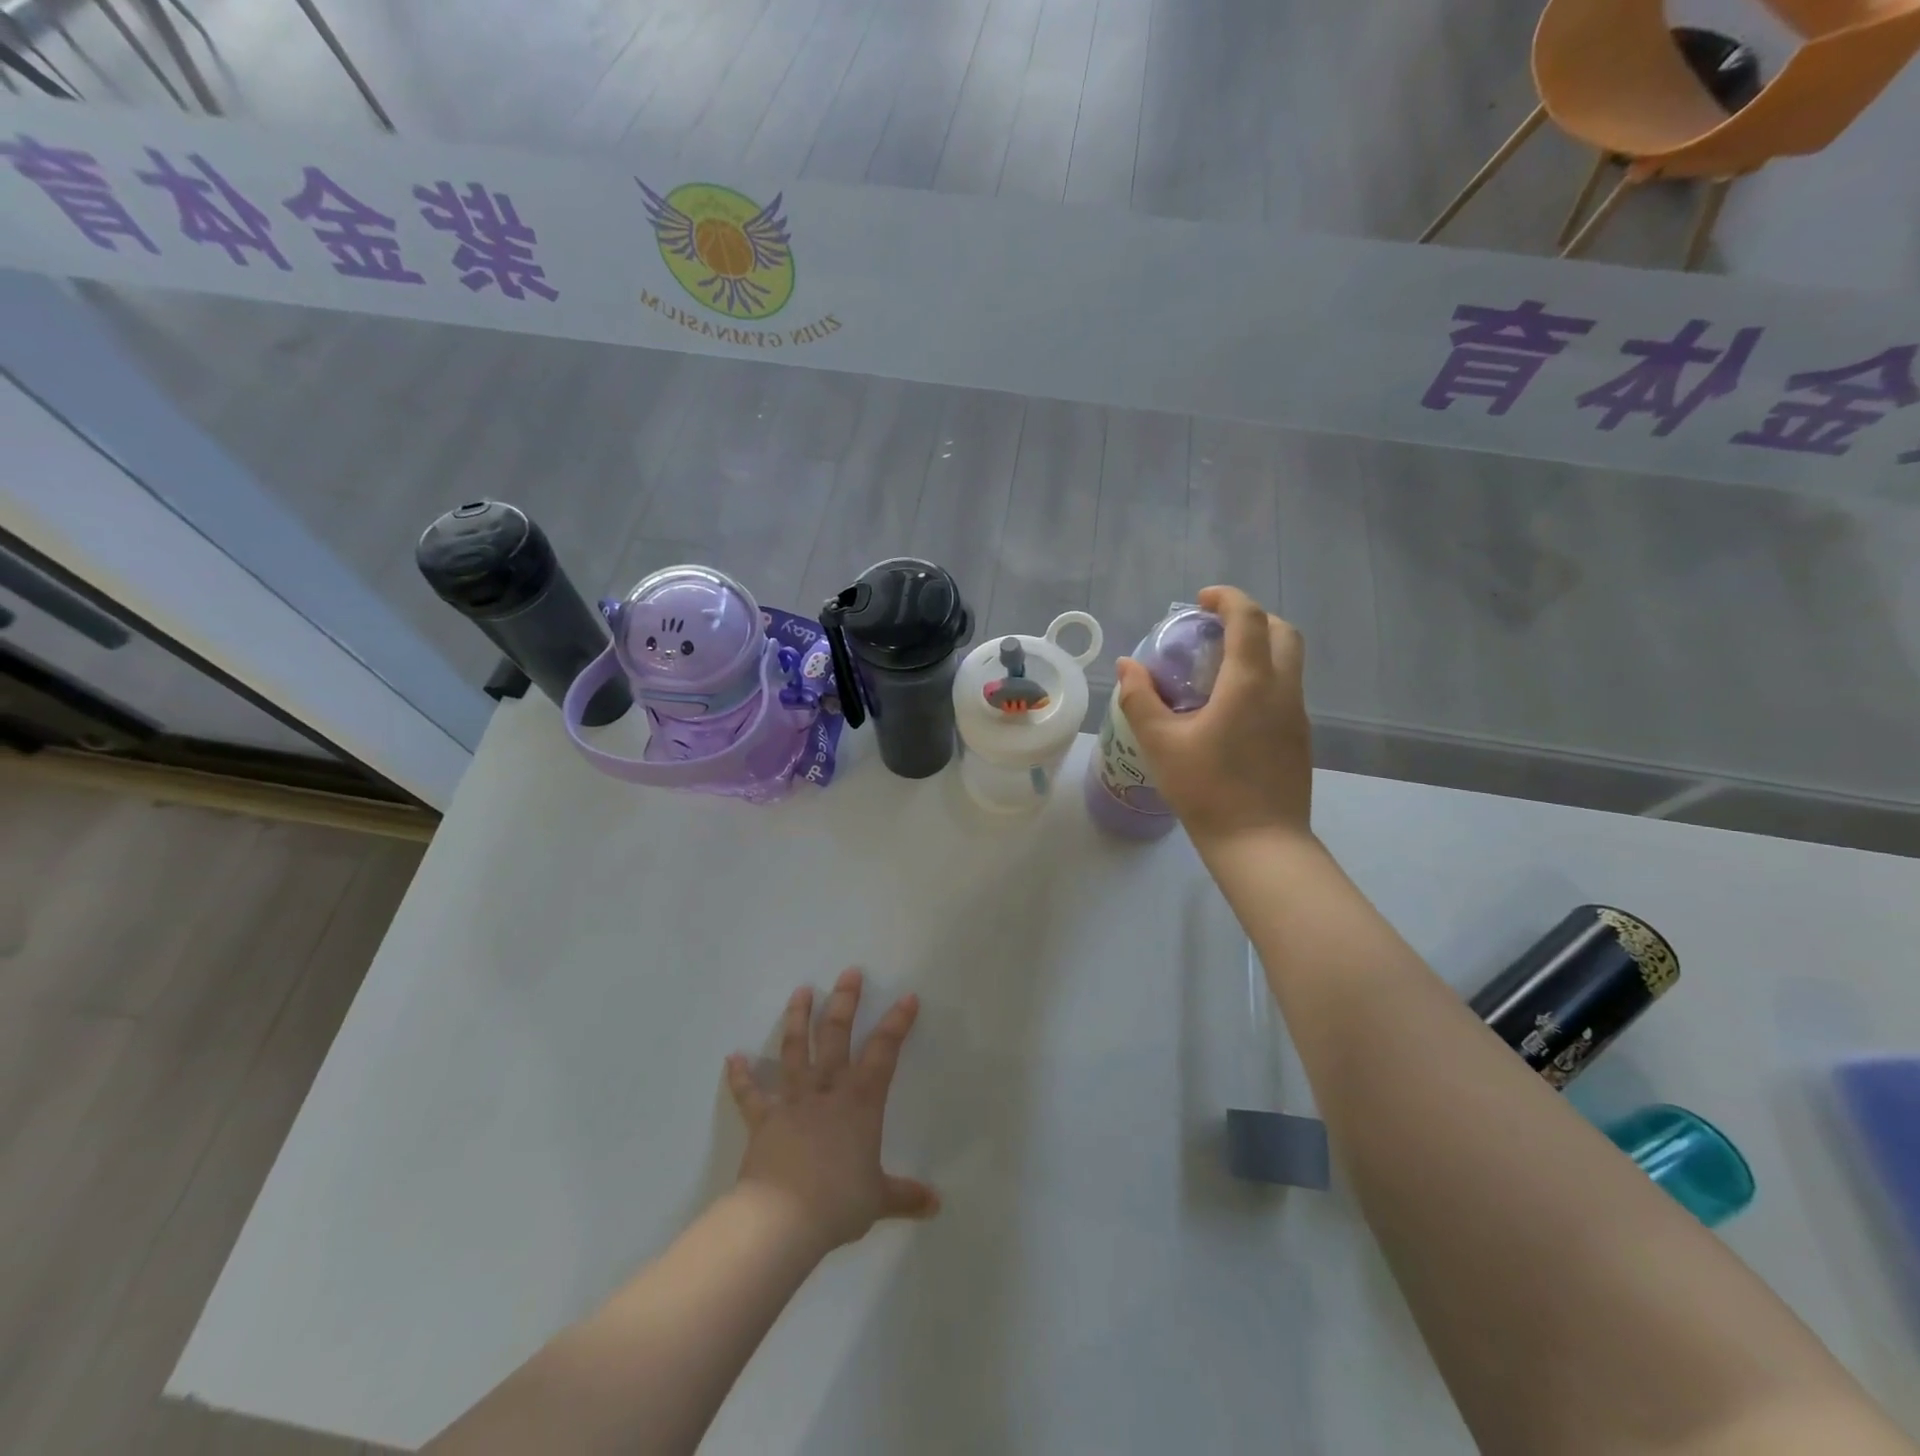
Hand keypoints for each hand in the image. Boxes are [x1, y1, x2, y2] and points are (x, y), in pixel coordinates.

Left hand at [724, 969, 938, 1251]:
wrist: (782, 1219)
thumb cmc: (838, 1203)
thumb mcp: (878, 1200)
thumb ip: (905, 1196)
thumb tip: (935, 1204)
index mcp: (861, 1102)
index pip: (884, 1052)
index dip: (897, 1023)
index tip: (908, 997)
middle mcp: (827, 1090)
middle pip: (836, 1036)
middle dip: (845, 1002)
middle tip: (849, 972)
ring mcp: (793, 1101)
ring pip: (795, 1050)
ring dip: (798, 1018)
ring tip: (800, 990)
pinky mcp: (764, 1119)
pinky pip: (750, 1094)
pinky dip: (741, 1076)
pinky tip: (733, 1057)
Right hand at [1116, 584, 1311, 850]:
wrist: (1260, 842)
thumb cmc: (1207, 789)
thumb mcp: (1160, 743)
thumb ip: (1140, 699)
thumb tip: (1127, 665)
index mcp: (1250, 682)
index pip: (1248, 619)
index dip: (1227, 599)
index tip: (1201, 601)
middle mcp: (1282, 689)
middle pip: (1282, 631)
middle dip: (1251, 618)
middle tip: (1215, 630)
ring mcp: (1297, 714)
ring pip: (1290, 661)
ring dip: (1260, 647)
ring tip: (1219, 667)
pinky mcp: (1300, 737)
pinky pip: (1286, 689)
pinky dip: (1264, 676)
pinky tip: (1232, 708)